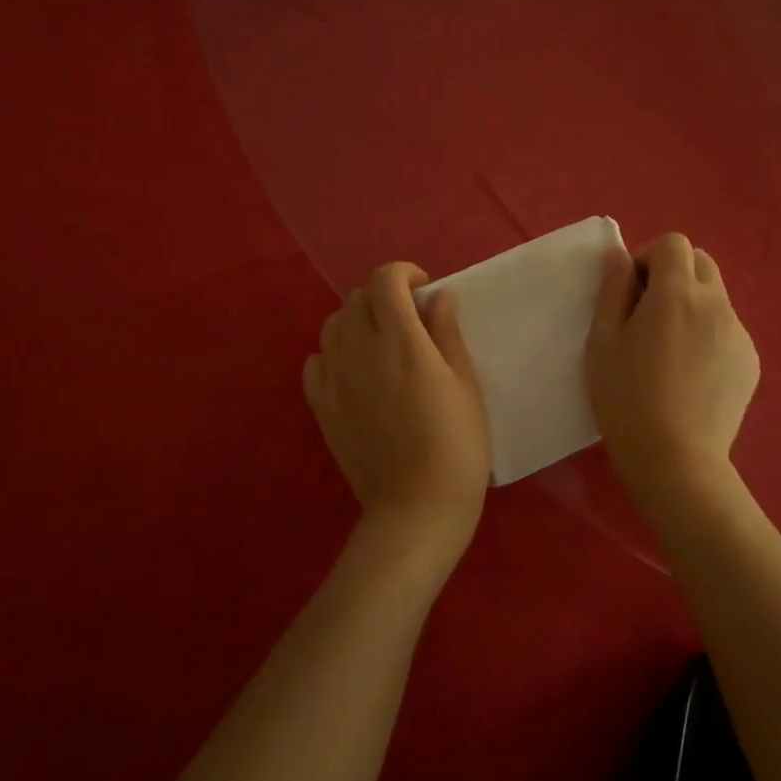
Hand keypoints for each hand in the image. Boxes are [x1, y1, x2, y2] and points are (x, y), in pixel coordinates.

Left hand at [304, 263, 490, 578]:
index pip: (385, 280)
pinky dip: (334, 353)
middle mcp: (361, 351)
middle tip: (408, 320)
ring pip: (332, 325)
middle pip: (357, 298)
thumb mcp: (466, 385)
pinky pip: (315, 361)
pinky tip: (354, 371)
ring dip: (356, 321)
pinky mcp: (321, 407)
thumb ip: (447, 334)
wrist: (417, 507)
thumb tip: (437, 296)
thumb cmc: (457, 445)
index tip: (423, 289)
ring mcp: (335, 379)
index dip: (403, 273)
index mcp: (402, 342)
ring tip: (380, 343)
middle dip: (383, 297)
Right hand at [586, 234, 759, 496]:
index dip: (648, 257)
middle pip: (701, 262)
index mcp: (677, 294)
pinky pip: (727, 329)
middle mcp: (716, 304)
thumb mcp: (602, 342)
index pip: (674, 243)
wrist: (676, 459)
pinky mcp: (750, 361)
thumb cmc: (626, 399)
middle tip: (648, 314)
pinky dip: (708, 334)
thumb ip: (612, 290)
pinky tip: (691, 375)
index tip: (631, 291)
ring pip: (716, 297)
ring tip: (669, 349)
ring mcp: (739, 333)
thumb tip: (619, 255)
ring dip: (691, 304)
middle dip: (673, 274)